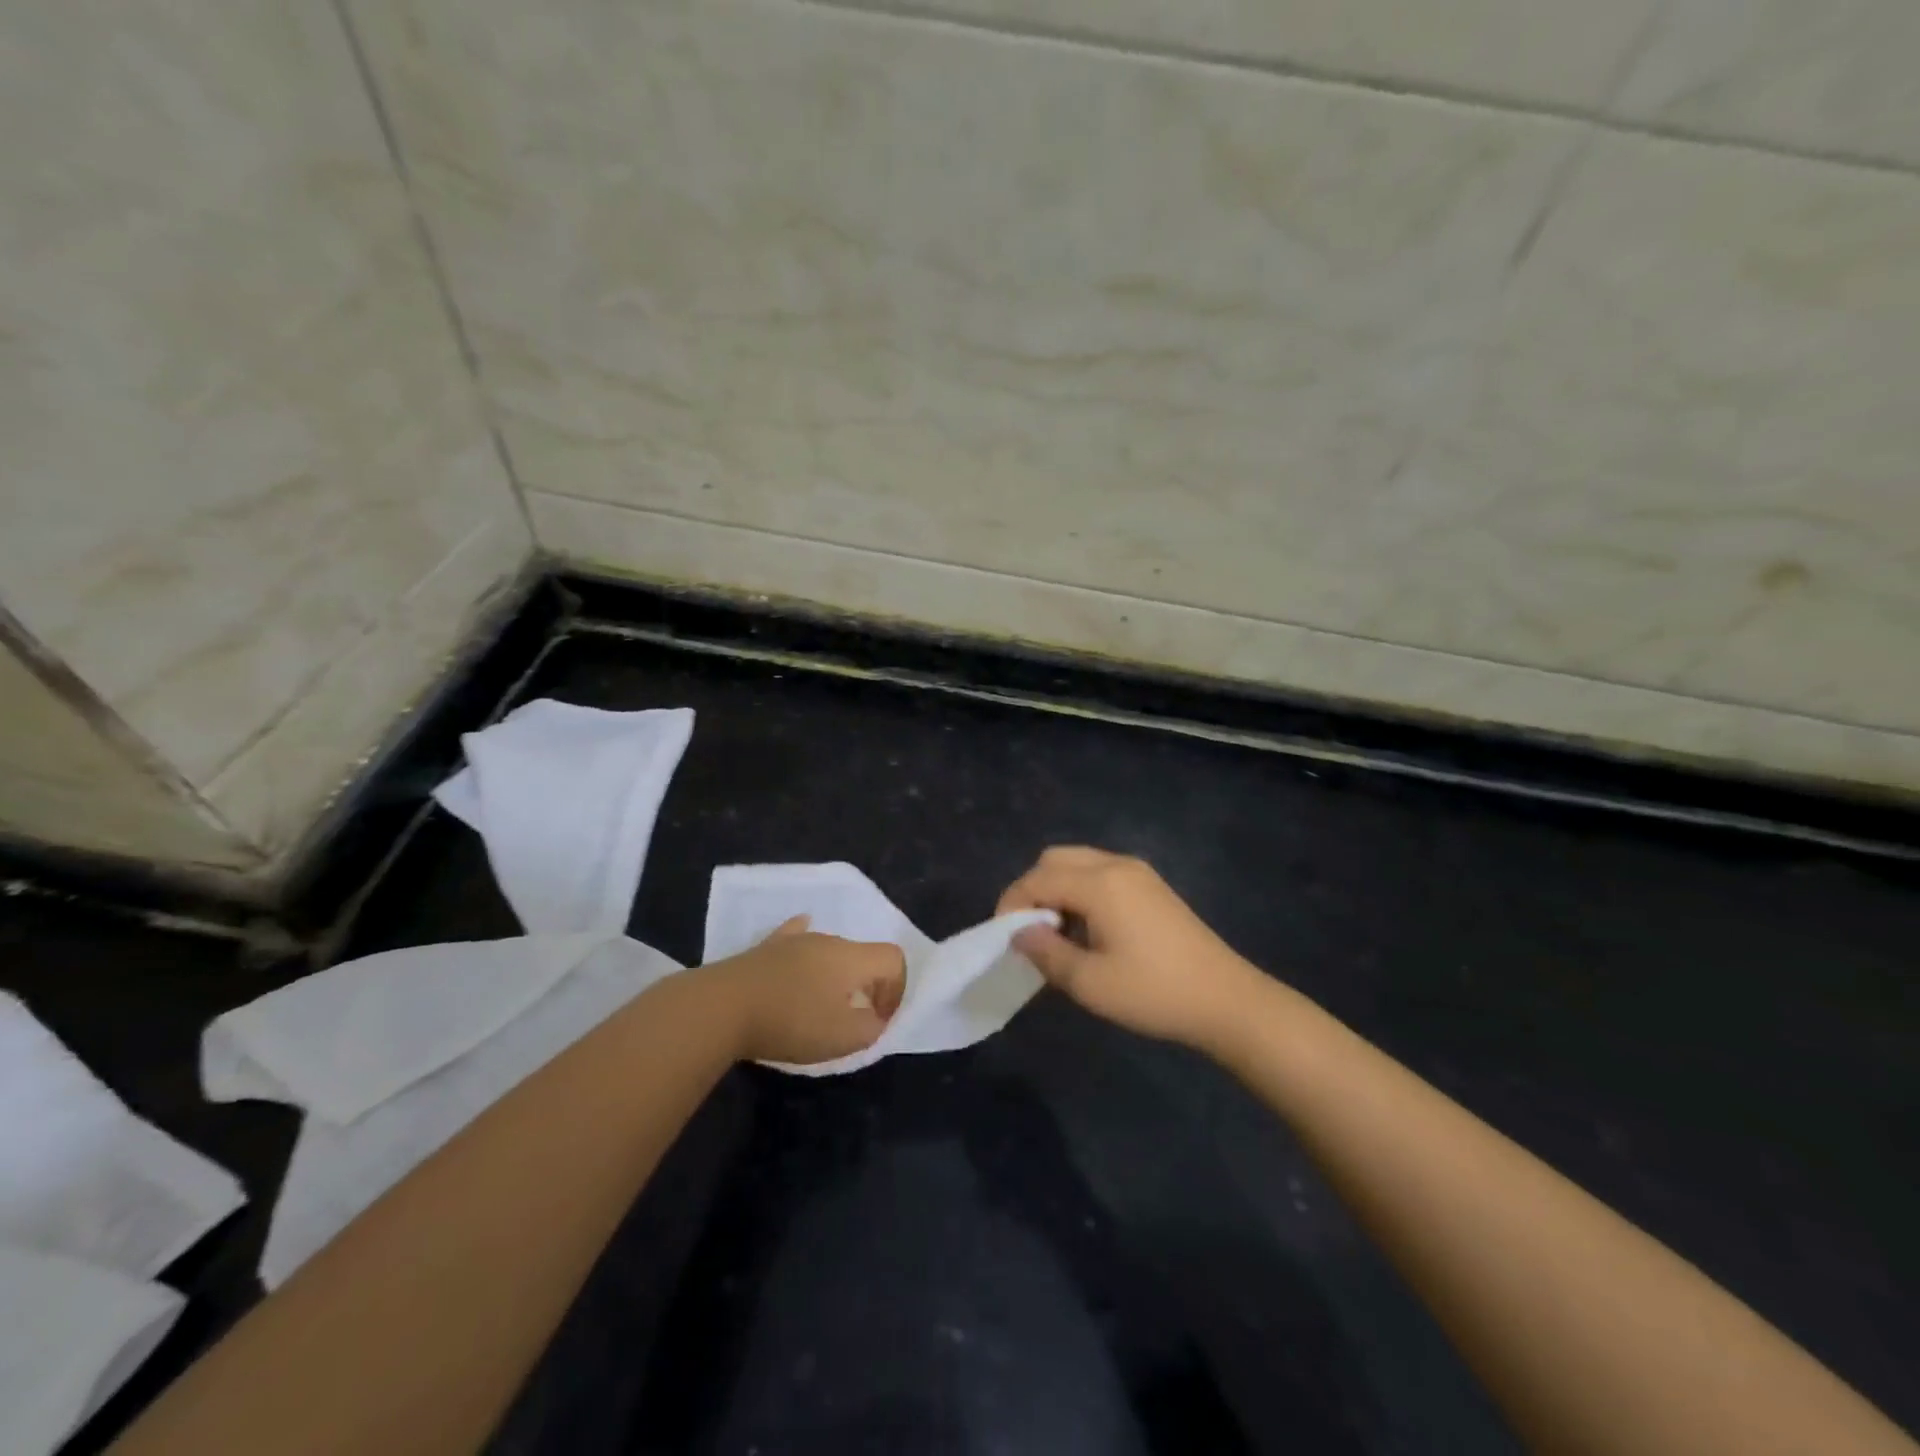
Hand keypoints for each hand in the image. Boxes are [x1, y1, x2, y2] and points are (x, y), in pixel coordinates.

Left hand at [704, 917, 905, 1063]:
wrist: (723, 1007)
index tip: (878, 1020)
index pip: (893, 958)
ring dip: (837, 976)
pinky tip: (801, 941)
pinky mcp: (767, 948)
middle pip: (863, 956)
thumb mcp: (842, 1038)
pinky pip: (796, 938)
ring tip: (821, 1006)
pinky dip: (806, 947)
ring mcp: (796, 940)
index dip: (897, 989)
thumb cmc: (791, 1021)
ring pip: (830, 951)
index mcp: (853, 957)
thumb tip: (874, 1018)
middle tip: (853, 1020)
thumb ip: (871, 1028)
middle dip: (868, 986)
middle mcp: (829, 940)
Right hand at [998, 846, 1261, 1049]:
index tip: (1005, 940)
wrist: (1226, 999)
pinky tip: (1089, 930)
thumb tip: (1020, 934)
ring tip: (1058, 934)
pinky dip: (1081, 890)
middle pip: (1054, 859)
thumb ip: (1046, 953)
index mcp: (1099, 883)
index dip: (1012, 905)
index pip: (1036, 879)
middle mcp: (1115, 865)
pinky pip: (1100, 873)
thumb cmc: (1153, 993)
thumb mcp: (1090, 983)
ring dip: (1057, 889)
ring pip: (1078, 863)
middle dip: (1032, 890)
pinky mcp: (1151, 885)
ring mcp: (1137, 872)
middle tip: (1030, 932)